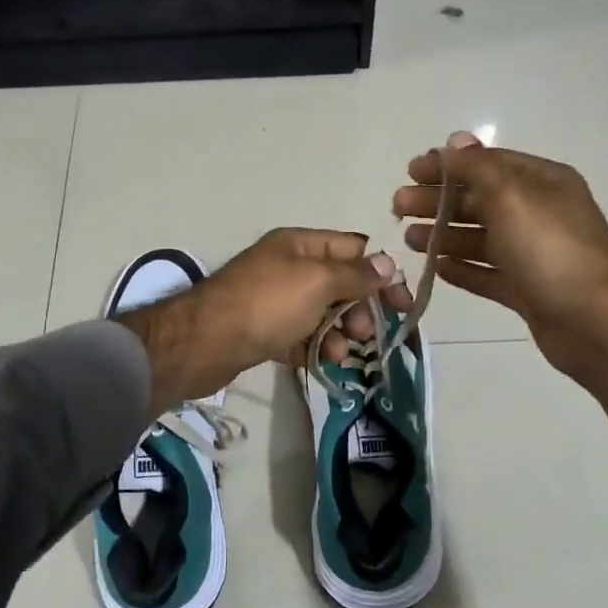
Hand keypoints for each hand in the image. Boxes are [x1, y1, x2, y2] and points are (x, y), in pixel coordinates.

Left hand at [116, 229, 409, 414]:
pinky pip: (302, 335)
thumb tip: (389, 264)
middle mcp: (288, 267)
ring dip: (341, 332)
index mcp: (300, 245)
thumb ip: (356, 274)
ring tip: (343, 353)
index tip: (402, 304)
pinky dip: (316, 346)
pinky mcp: (265, 331)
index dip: (381, 273)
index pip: (353, 249)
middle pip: (340, 283)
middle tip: (368, 334)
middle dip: (360, 308)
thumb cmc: (267, 304)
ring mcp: (275, 300)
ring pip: (322, 313)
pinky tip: (325, 361)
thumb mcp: (318, 281)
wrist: (205, 343)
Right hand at [394, 132, 607, 384]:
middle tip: (398, 207)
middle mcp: (540, 214)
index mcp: (542, 183)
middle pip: (480, 200)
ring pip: (481, 238)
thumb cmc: (550, 250)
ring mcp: (535, 254)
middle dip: (438, 201)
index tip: (410, 172)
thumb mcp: (511, 196)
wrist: (594, 322)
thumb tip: (455, 142)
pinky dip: (463, 269)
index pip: (487, 164)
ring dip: (445, 235)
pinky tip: (437, 269)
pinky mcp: (528, 290)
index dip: (448, 165)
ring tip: (409, 239)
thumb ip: (478, 168)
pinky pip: (489, 273)